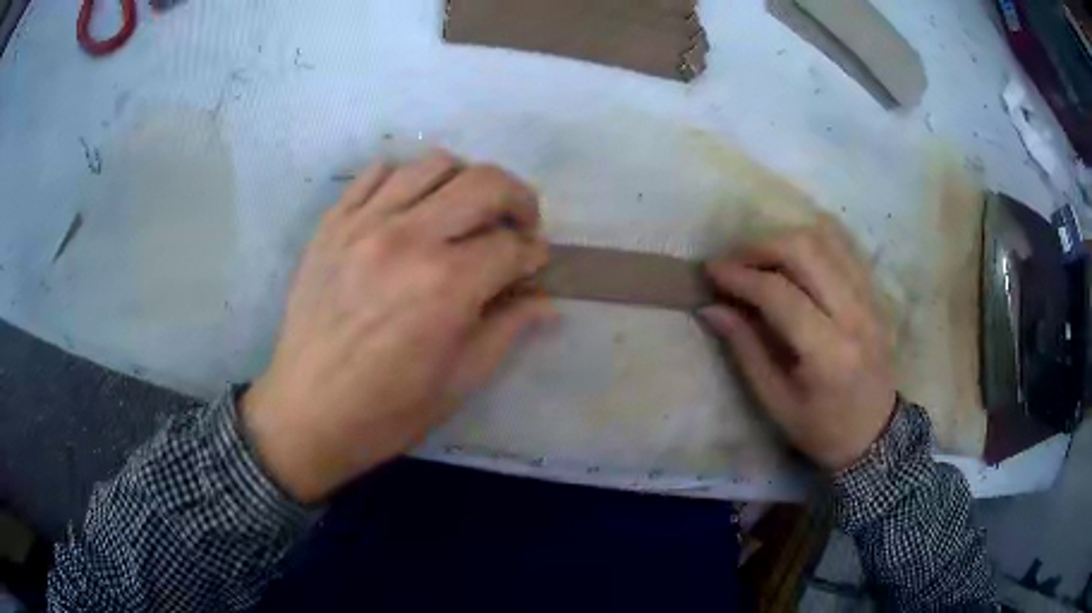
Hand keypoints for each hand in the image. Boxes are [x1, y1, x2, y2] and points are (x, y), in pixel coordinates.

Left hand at [242, 150, 553, 502]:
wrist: (306, 413)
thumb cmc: (386, 411)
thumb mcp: (459, 382)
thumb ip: (508, 330)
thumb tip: (546, 302)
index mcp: (446, 285)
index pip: (512, 245)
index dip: (534, 254)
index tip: (535, 264)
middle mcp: (409, 238)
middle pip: (485, 183)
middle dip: (519, 200)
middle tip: (519, 226)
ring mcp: (365, 223)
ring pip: (434, 164)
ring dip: (466, 182)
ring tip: (465, 212)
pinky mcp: (333, 222)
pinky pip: (378, 173)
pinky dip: (407, 179)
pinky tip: (411, 208)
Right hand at [701, 218, 895, 471]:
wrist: (875, 433)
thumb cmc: (822, 429)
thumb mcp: (776, 402)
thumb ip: (745, 349)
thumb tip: (710, 307)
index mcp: (828, 353)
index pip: (780, 294)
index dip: (740, 276)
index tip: (711, 272)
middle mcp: (855, 314)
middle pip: (805, 250)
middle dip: (761, 247)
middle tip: (733, 261)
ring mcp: (870, 298)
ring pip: (826, 239)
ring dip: (784, 239)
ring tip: (759, 258)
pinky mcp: (876, 292)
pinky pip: (843, 247)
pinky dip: (811, 241)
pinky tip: (791, 256)